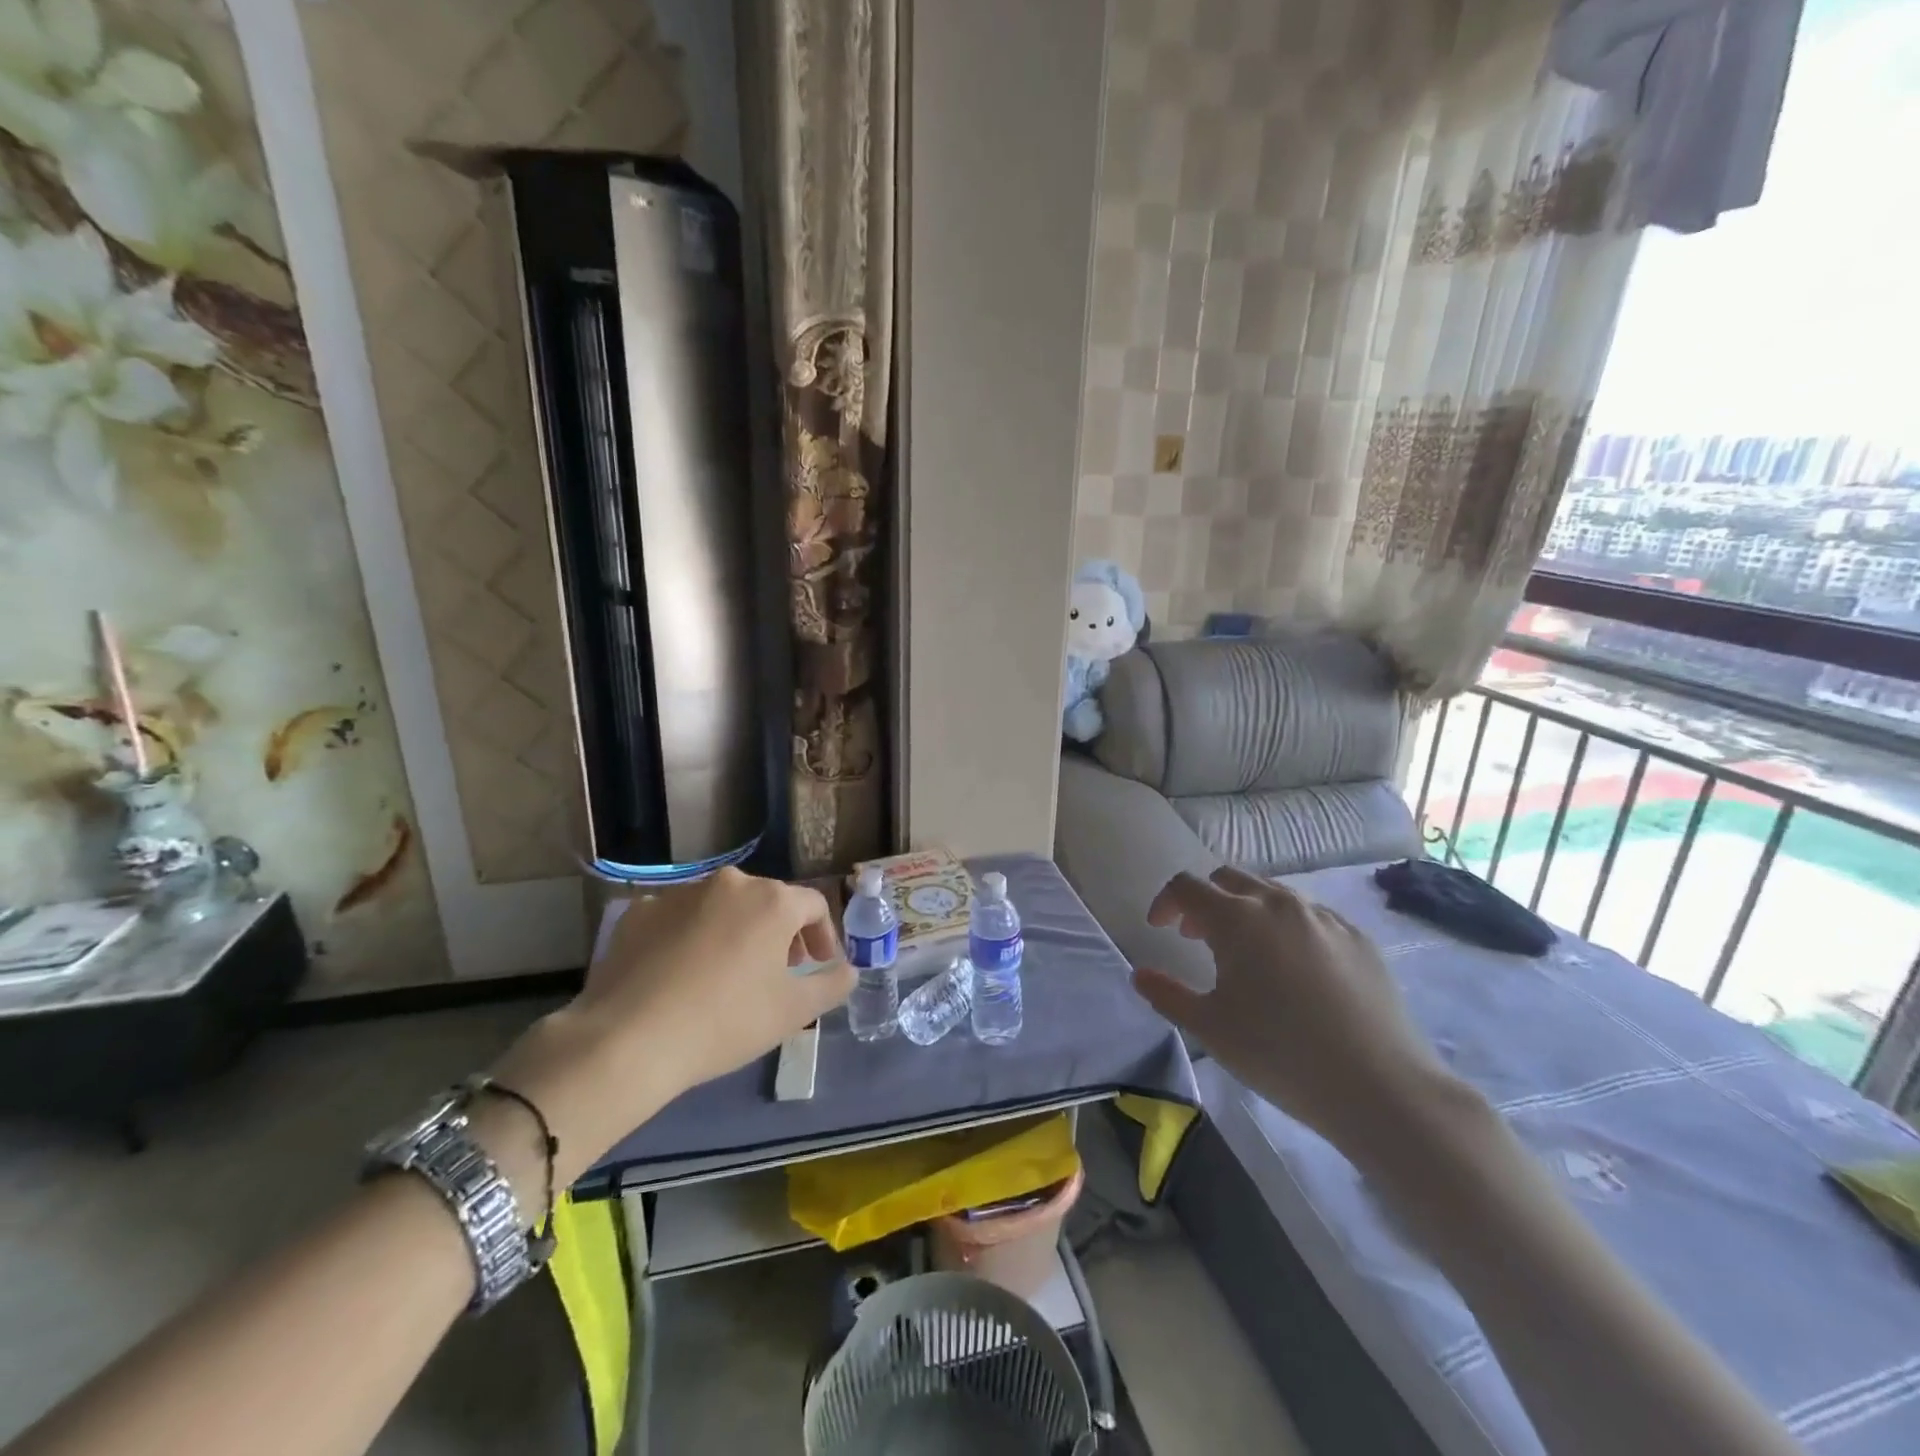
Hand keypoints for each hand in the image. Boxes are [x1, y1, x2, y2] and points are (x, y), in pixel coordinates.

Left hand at [488, 869, 854, 1182]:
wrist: (627, 1041)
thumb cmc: (725, 1021)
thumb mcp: (793, 1012)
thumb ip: (832, 985)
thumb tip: (850, 970)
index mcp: (771, 900)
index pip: (814, 905)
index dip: (824, 935)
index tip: (819, 965)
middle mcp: (729, 883)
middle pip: (768, 902)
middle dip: (780, 934)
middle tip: (778, 973)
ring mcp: (680, 894)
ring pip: (722, 907)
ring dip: (736, 932)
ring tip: (728, 975)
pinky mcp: (640, 913)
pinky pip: (680, 919)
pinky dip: (691, 938)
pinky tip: (681, 976)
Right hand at [1133, 867, 1454, 1152]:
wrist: (1380, 1087)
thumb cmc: (1280, 1054)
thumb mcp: (1209, 1028)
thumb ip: (1167, 994)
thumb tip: (1140, 974)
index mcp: (1237, 918)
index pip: (1187, 887)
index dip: (1165, 902)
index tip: (1159, 929)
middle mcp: (1279, 904)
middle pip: (1229, 878)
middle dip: (1205, 900)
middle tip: (1197, 937)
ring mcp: (1324, 917)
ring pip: (1272, 893)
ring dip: (1246, 910)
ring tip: (1246, 955)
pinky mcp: (1358, 938)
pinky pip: (1310, 916)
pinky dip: (1287, 928)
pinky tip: (1295, 971)